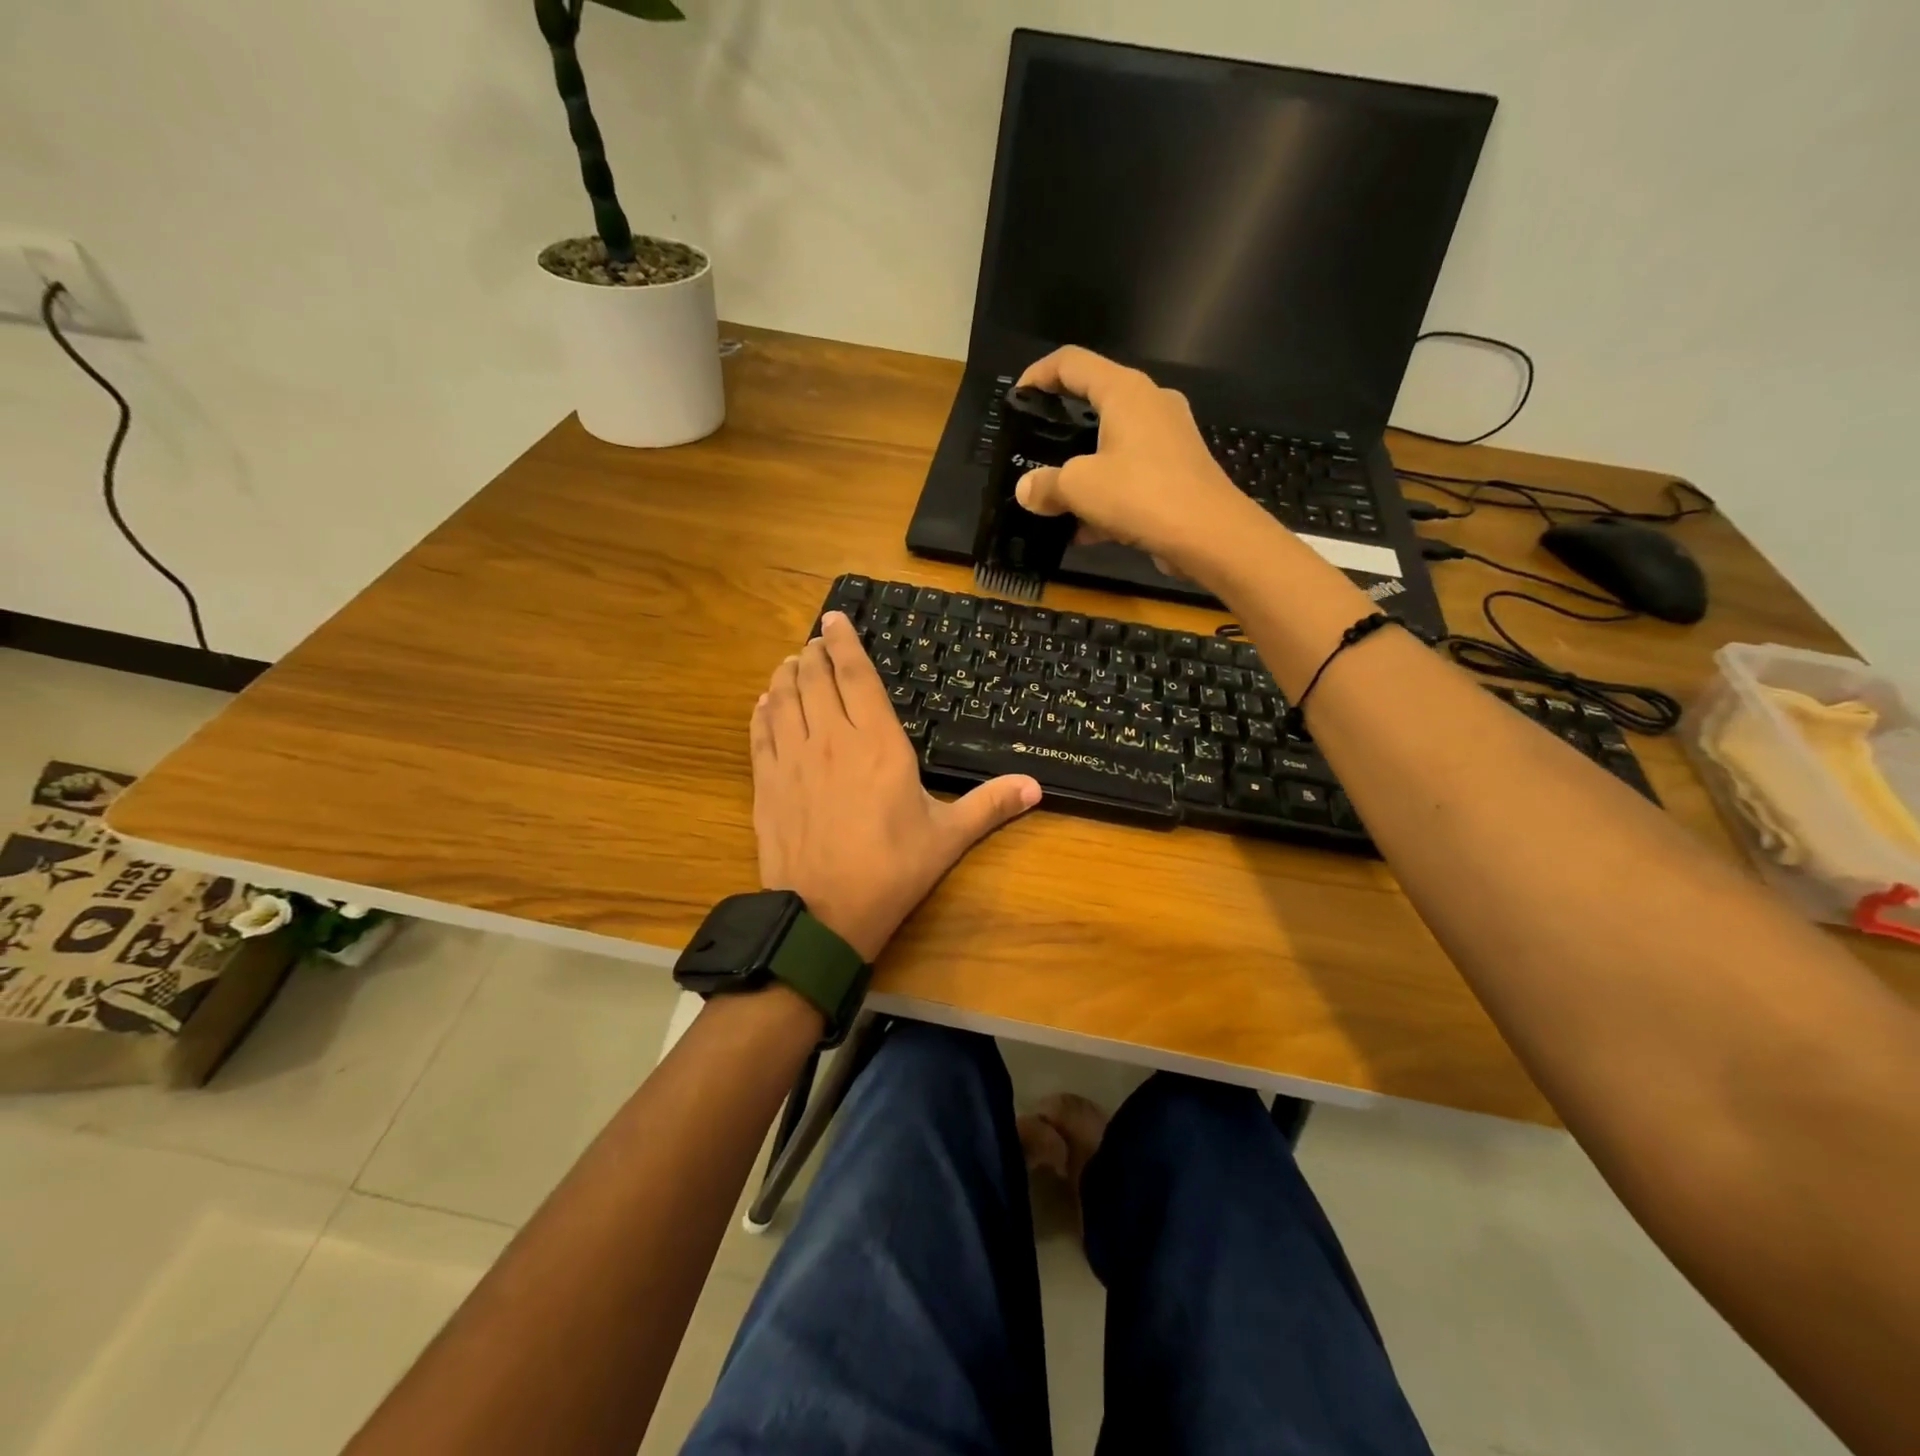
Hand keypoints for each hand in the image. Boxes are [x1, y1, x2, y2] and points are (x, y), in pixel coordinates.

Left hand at [749, 612, 1041, 961]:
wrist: (824, 915)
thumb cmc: (891, 871)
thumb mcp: (947, 837)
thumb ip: (990, 805)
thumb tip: (1036, 787)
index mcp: (878, 744)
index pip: (857, 677)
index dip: (846, 643)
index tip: (836, 619)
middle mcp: (831, 739)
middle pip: (817, 679)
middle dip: (817, 652)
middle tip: (818, 639)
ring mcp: (792, 760)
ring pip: (784, 699)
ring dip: (788, 675)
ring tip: (794, 663)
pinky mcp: (766, 783)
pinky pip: (760, 733)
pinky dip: (763, 711)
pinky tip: (765, 703)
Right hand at [1014, 345, 1269, 584]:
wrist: (1210, 536)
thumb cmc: (1141, 494)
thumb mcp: (1080, 488)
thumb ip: (1046, 485)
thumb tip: (1025, 490)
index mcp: (1125, 391)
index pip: (1072, 362)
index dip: (1038, 374)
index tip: (1017, 400)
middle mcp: (1150, 404)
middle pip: (1094, 403)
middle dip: (1060, 429)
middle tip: (1033, 452)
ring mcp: (1168, 439)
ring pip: (1112, 446)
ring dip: (1082, 471)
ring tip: (1054, 500)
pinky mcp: (1177, 472)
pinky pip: (1130, 476)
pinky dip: (1106, 496)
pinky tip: (1084, 531)